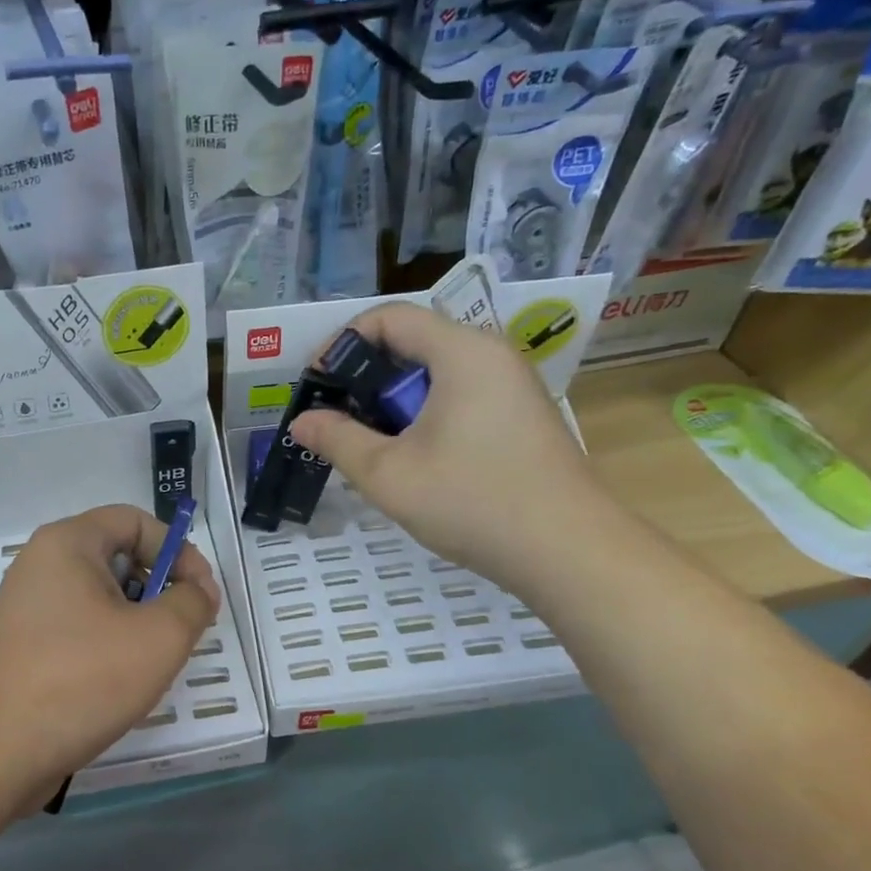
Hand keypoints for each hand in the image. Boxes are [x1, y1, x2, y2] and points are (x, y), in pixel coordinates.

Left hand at [0, 504, 220, 797]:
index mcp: (68, 544)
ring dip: (136, 625)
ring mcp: (27, 610)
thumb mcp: (158, 636)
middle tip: (181, 632)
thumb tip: (197, 592)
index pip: (135, 521)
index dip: (178, 550)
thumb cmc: (80, 678)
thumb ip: (192, 603)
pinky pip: (79, 632)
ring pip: (100, 601)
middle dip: (159, 591)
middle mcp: (42, 566)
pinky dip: (107, 649)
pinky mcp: (23, 649)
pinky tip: (118, 686)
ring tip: (151, 665)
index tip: (201, 595)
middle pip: (118, 559)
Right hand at [289, 303, 605, 589]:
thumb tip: (302, 422)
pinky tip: (413, 459)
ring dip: (394, 402)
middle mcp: (492, 355)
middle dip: (365, 378)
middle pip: (413, 343)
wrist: (568, 552)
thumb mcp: (389, 474)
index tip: (316, 384)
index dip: (341, 343)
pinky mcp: (521, 417)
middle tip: (337, 421)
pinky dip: (425, 416)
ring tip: (369, 445)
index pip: (389, 318)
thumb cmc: (473, 502)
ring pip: (436, 375)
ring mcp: (513, 387)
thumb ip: (338, 440)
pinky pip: (460, 397)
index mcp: (462, 352)